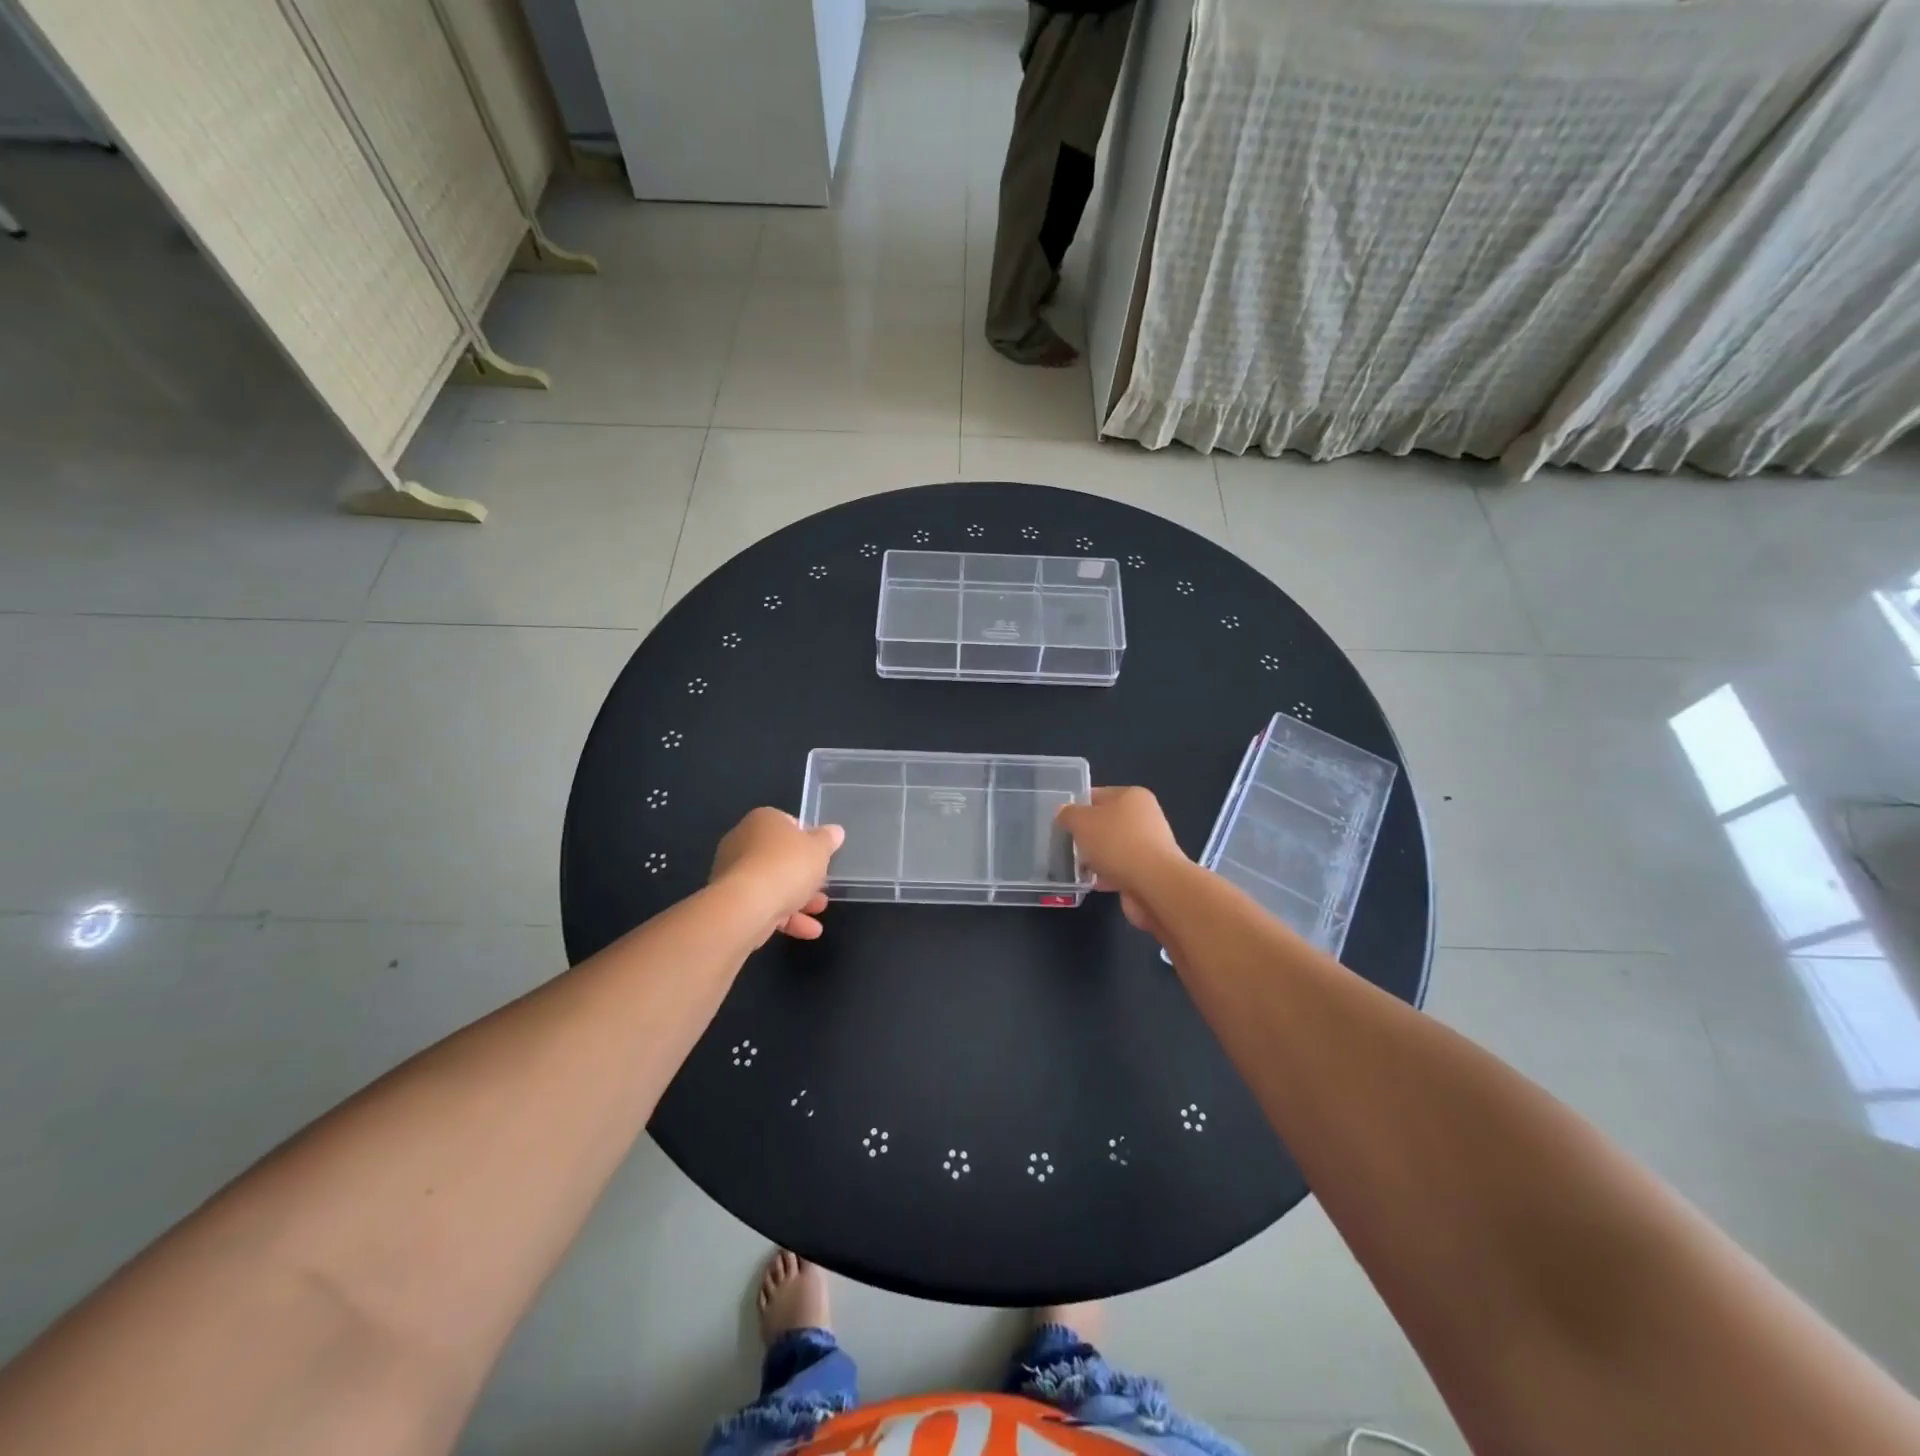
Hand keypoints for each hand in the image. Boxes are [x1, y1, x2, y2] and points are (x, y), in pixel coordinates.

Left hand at [710, 808, 844, 943]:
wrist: (746, 905)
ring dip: (799, 898)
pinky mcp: (731, 902)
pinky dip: (785, 917)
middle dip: (805, 875)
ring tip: (820, 910)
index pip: (789, 824)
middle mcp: (742, 841)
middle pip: (781, 857)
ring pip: (772, 883)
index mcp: (763, 820)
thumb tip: (835, 831)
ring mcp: (733, 873)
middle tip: (824, 886)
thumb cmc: (786, 865)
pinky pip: (763, 905)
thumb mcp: (819, 849)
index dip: (809, 840)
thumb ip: (828, 840)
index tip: (823, 856)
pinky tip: (808, 931)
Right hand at [1055, 787, 1190, 936]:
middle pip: (1105, 823)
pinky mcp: (1150, 871)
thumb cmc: (1116, 843)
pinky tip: (1093, 883)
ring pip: (1113, 848)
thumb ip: (1068, 815)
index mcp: (1132, 796)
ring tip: (1077, 868)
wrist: (1154, 885)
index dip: (1076, 807)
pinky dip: (1108, 875)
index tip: (1060, 823)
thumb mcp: (1081, 822)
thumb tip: (1064, 813)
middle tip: (1066, 846)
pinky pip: (1121, 869)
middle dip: (1086, 836)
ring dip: (1096, 858)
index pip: (1097, 795)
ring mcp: (1149, 845)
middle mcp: (1144, 817)